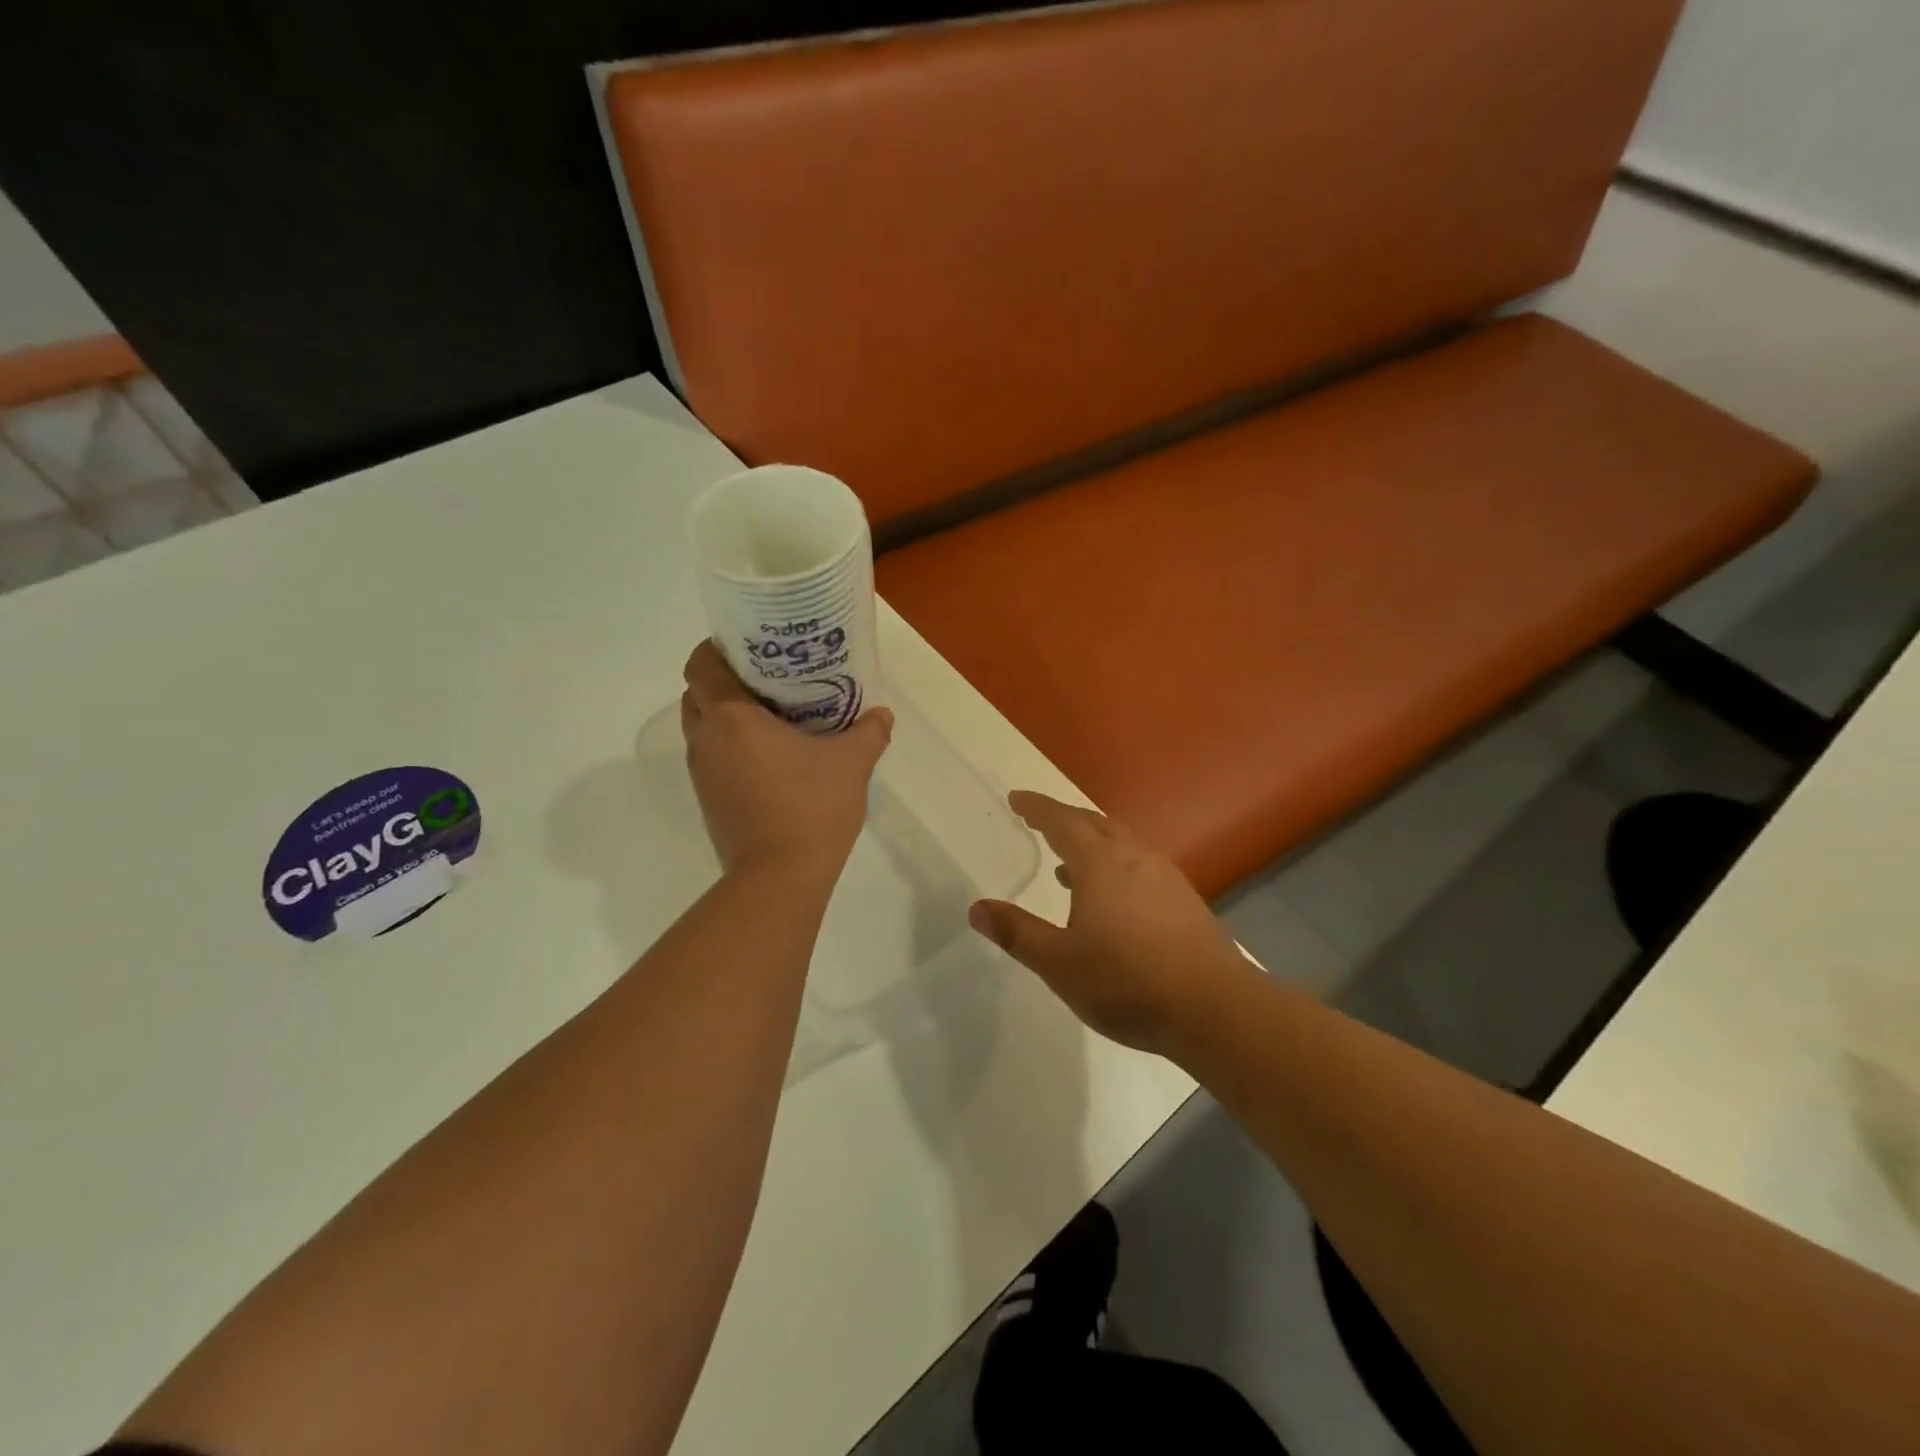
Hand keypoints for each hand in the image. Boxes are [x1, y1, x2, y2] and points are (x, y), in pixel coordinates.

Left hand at [680, 640, 892, 884]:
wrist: (779, 878)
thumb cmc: (811, 807)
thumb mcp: (851, 763)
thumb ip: (868, 731)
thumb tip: (882, 714)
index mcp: (731, 718)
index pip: (700, 665)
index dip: (716, 648)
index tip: (748, 645)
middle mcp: (706, 741)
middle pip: (697, 694)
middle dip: (724, 680)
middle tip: (766, 677)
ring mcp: (702, 774)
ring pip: (703, 728)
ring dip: (727, 716)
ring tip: (772, 714)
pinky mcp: (709, 801)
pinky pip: (713, 758)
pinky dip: (731, 747)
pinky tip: (771, 756)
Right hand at [968, 791, 1254, 1055]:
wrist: (1215, 1008)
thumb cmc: (1127, 983)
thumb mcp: (1059, 964)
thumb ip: (1017, 933)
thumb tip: (977, 909)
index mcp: (1100, 865)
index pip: (1061, 822)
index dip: (1036, 808)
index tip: (1016, 799)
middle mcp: (1134, 858)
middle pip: (1094, 824)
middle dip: (1063, 819)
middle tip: (1039, 822)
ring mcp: (1165, 876)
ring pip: (1121, 843)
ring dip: (1091, 843)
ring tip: (1066, 865)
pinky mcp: (1184, 899)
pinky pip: (1140, 864)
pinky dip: (1115, 865)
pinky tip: (1111, 899)